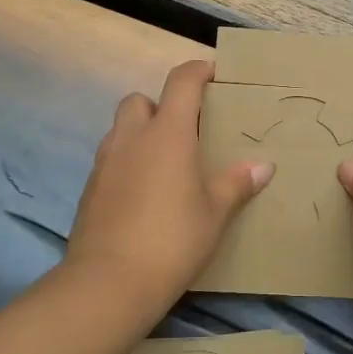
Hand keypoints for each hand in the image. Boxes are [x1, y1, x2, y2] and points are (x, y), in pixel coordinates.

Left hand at [65, 60, 273, 312]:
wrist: (109, 282)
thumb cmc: (172, 239)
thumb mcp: (215, 213)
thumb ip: (236, 183)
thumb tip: (263, 166)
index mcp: (166, 134)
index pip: (181, 82)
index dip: (198, 71)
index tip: (213, 75)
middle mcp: (131, 138)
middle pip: (139, 100)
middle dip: (160, 106)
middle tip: (185, 131)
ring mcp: (104, 163)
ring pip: (121, 130)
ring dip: (141, 134)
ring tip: (165, 165)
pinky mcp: (89, 189)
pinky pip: (110, 160)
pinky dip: (127, 164)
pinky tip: (144, 194)